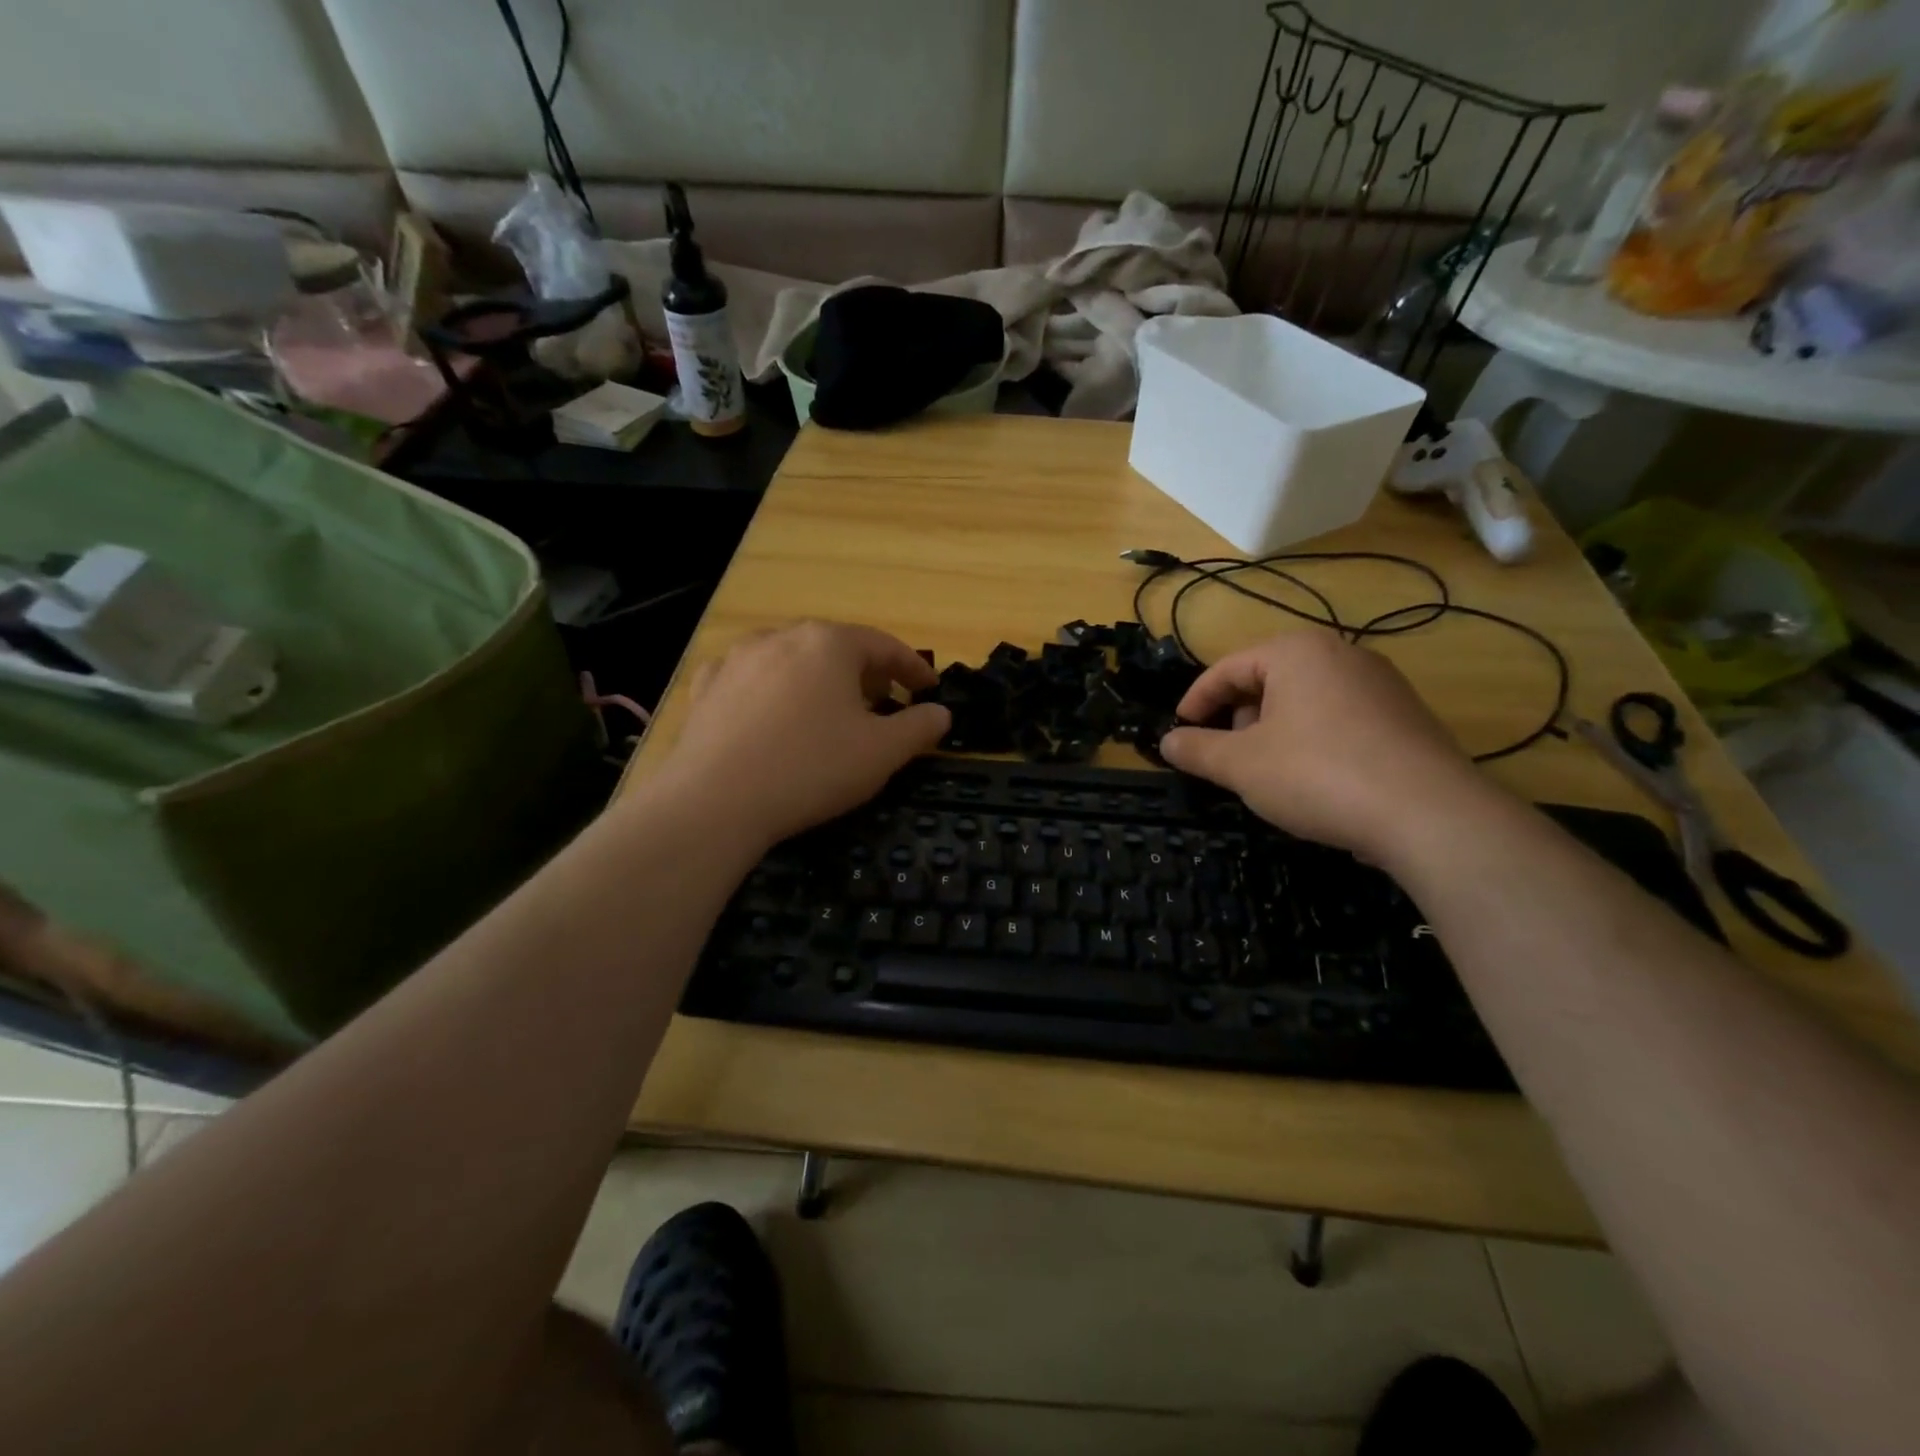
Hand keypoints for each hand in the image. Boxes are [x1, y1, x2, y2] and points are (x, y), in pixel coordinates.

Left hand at [659, 621, 950, 847]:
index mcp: (829, 643)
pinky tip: (773, 710)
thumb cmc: (811, 768)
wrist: (715, 801)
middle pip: (836, 647)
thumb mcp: (881, 753)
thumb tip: (941, 714)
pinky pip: (751, 677)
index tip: (930, 688)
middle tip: (884, 701)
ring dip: (818, 678)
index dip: (913, 667)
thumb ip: (919, 728)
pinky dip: (773, 689)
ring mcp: (738, 658)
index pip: (884, 645)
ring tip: (829, 707)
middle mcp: (782, 636)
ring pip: (792, 659)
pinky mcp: (707, 686)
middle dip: (866, 672)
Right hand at [1157, 632, 1488, 858]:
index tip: (1179, 733)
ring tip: (1268, 774)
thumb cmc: (1318, 775)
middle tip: (1226, 759)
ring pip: (1304, 701)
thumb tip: (1167, 741)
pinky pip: (1339, 719)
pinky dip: (1313, 742)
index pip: (1227, 669)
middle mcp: (1341, 655)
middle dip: (1238, 719)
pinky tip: (1314, 781)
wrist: (1429, 815)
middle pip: (1267, 681)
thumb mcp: (1241, 765)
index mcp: (1296, 652)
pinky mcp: (1406, 717)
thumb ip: (1197, 749)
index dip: (1195, 702)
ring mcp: (1380, 684)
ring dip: (1273, 733)